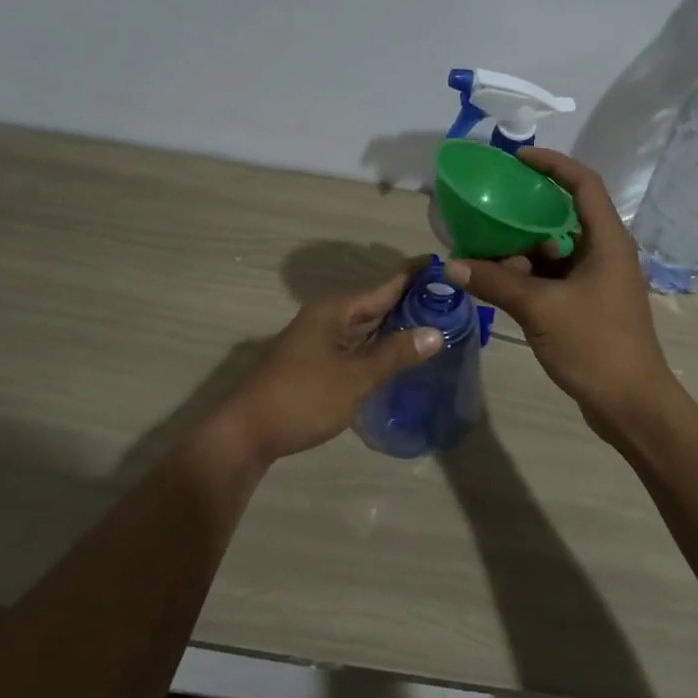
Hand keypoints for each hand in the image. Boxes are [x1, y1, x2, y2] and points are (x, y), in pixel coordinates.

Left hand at [221, 271, 444, 463]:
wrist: (249, 432)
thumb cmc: (304, 398)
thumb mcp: (355, 377)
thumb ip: (395, 354)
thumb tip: (436, 332)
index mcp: (334, 311)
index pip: (383, 287)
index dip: (412, 276)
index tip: (441, 265)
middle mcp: (326, 319)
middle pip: (374, 305)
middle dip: (408, 303)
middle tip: (448, 300)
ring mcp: (318, 342)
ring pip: (364, 328)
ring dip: (394, 327)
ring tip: (433, 324)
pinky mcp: (316, 364)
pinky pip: (355, 347)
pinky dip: (378, 347)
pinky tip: (397, 356)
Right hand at [445, 148, 673, 429]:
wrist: (631, 404)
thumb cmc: (594, 345)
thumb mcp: (540, 309)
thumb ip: (495, 283)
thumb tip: (452, 264)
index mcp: (607, 241)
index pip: (583, 184)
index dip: (553, 164)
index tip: (517, 159)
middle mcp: (605, 253)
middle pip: (564, 216)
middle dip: (525, 211)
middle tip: (488, 206)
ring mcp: (597, 281)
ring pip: (555, 251)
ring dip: (521, 249)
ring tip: (482, 248)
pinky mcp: (588, 305)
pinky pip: (554, 277)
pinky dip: (527, 276)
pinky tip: (497, 282)